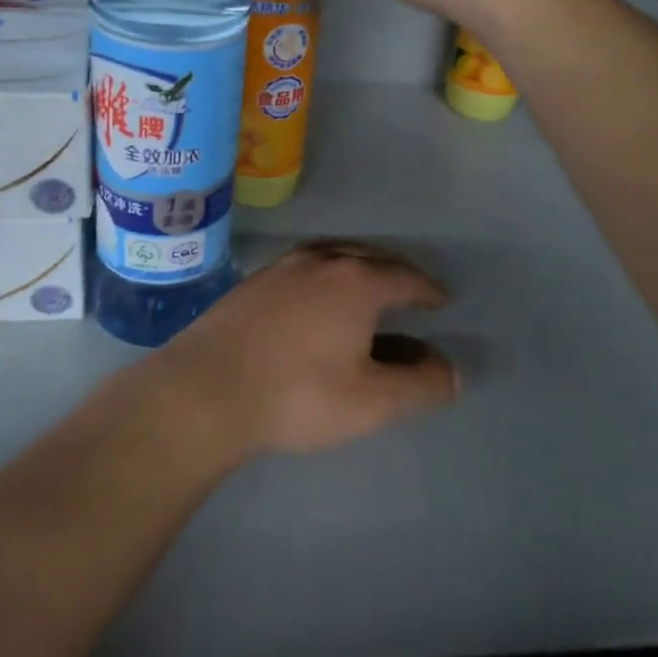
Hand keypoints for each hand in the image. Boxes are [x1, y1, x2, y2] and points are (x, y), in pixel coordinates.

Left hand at [155, 239, 457, 456]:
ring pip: (332, 255)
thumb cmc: (297, 395)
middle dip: (395, 272)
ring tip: (365, 285)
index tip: (441, 301)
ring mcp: (281, 267)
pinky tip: (313, 297)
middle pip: (370, 257)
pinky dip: (323, 274)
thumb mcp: (371, 402)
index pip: (406, 278)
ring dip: (357, 266)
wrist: (205, 390)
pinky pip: (302, 267)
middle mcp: (321, 262)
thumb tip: (452, 372)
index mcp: (357, 282)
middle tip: (408, 291)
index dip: (428, 290)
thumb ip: (419, 386)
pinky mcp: (251, 282)